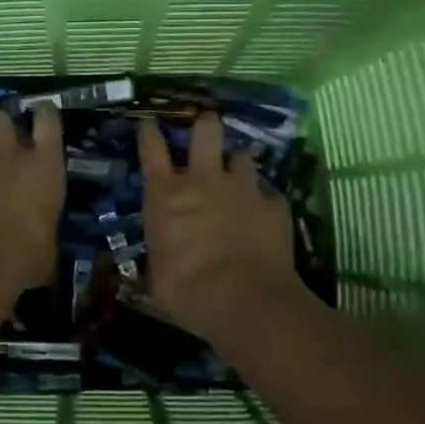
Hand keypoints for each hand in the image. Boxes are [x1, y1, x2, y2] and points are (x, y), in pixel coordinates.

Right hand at [138, 113, 300, 336]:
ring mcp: (242, 189)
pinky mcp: (274, 206)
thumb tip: (154, 272)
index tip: (150, 124)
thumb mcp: (157, 277)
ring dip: (238, 165)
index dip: (149, 133)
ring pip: (242, 158)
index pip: (151, 149)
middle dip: (206, 124)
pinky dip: (265, 202)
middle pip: (206, 133)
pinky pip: (269, 195)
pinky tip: (266, 214)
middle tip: (207, 124)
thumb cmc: (186, 290)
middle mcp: (203, 180)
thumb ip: (160, 259)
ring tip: (240, 175)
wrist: (243, 299)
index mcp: (165, 194)